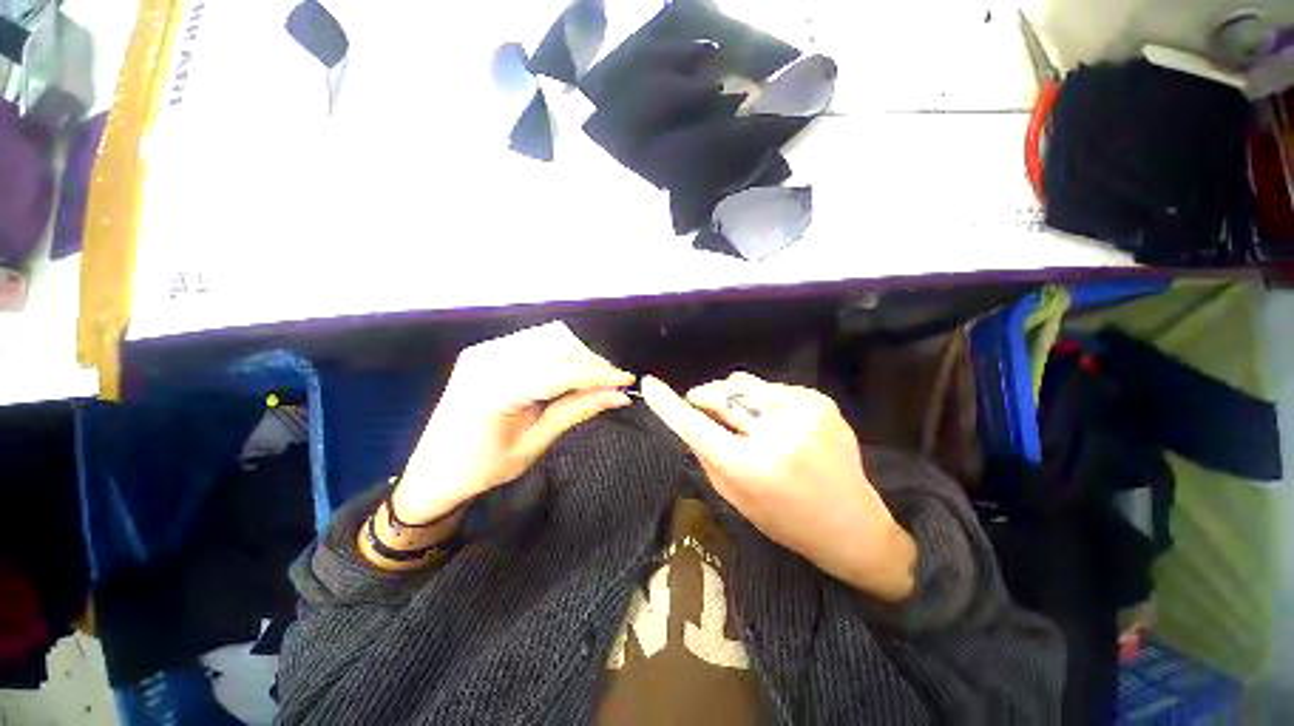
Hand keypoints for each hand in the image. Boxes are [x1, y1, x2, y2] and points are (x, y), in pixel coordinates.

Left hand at [393, 322, 634, 523]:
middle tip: (612, 385)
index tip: (627, 380)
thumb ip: (576, 412)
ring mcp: (484, 350)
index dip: (598, 374)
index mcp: (494, 390)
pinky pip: (534, 342)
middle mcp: (487, 359)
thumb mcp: (534, 445)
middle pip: (556, 345)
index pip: (560, 371)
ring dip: (577, 355)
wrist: (433, 471)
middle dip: (590, 362)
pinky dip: (559, 354)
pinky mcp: (486, 350)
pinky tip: (568, 373)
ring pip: (548, 338)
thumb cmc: (482, 469)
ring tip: (593, 380)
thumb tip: (618, 395)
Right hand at [641, 372, 915, 601]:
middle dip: (704, 396)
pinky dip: (759, 398)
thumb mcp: (734, 496)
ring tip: (736, 412)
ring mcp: (802, 413)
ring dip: (731, 395)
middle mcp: (775, 435)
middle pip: (721, 396)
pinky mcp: (820, 402)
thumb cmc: (785, 520)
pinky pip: (771, 387)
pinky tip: (766, 415)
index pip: (695, 426)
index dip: (667, 404)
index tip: (649, 384)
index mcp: (749, 468)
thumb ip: (708, 454)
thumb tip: (690, 417)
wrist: (851, 525)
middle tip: (697, 400)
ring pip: (745, 386)